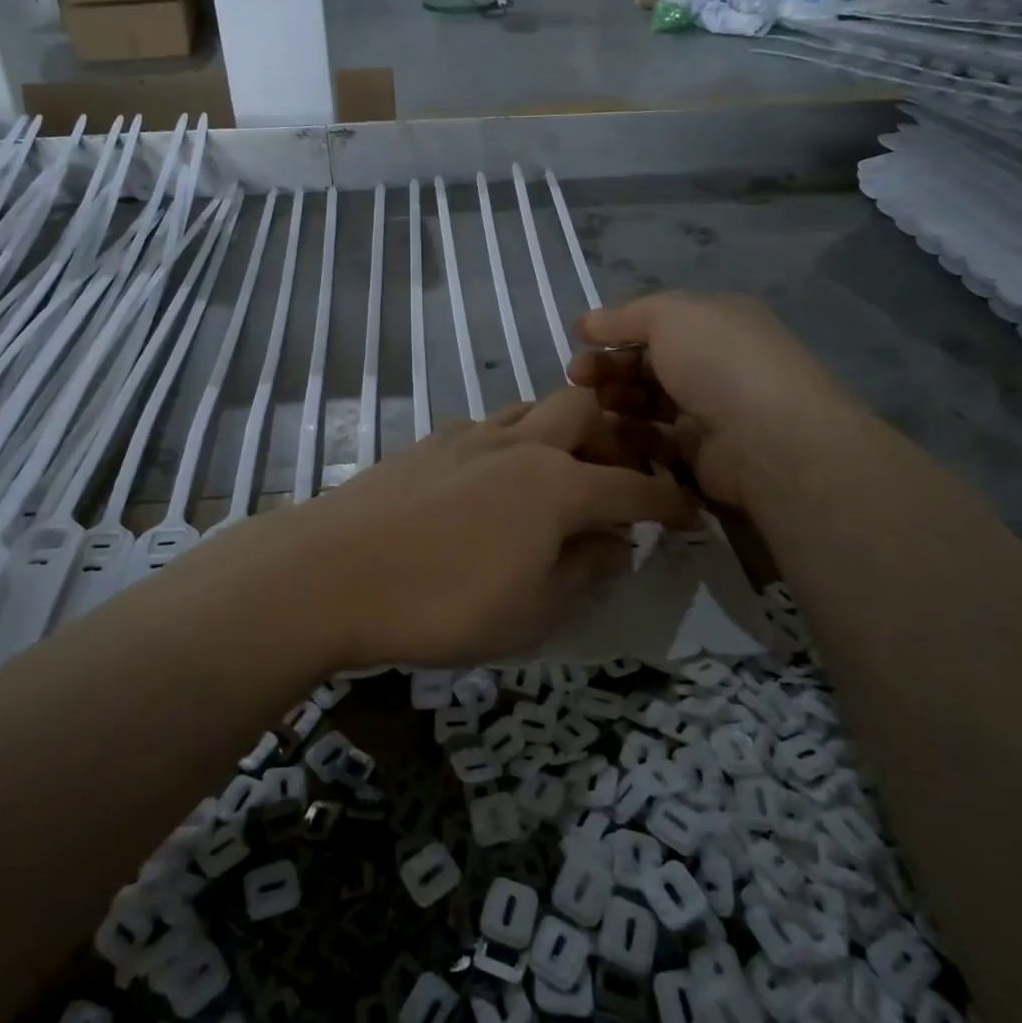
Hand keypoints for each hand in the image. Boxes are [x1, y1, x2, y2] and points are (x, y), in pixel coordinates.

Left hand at [214, 386, 693, 671]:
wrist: (332, 572)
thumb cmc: (442, 605)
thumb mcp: (532, 614)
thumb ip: (584, 573)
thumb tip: (615, 544)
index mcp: (558, 485)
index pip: (633, 488)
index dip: (667, 501)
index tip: (689, 510)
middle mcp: (520, 445)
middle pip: (584, 412)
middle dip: (614, 438)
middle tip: (616, 479)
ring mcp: (470, 436)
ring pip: (533, 409)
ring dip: (560, 432)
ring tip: (559, 473)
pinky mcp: (429, 442)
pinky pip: (487, 426)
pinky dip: (510, 441)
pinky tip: (493, 478)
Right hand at [567, 291, 852, 510]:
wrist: (766, 437)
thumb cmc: (716, 361)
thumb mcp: (668, 315)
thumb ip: (623, 317)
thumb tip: (584, 322)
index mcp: (714, 324)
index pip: (655, 323)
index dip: (614, 330)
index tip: (578, 341)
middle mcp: (712, 364)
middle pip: (646, 363)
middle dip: (607, 367)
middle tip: (576, 379)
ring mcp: (707, 410)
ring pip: (646, 402)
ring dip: (614, 400)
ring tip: (587, 406)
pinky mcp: (698, 453)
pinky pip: (653, 439)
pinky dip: (628, 435)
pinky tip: (605, 433)